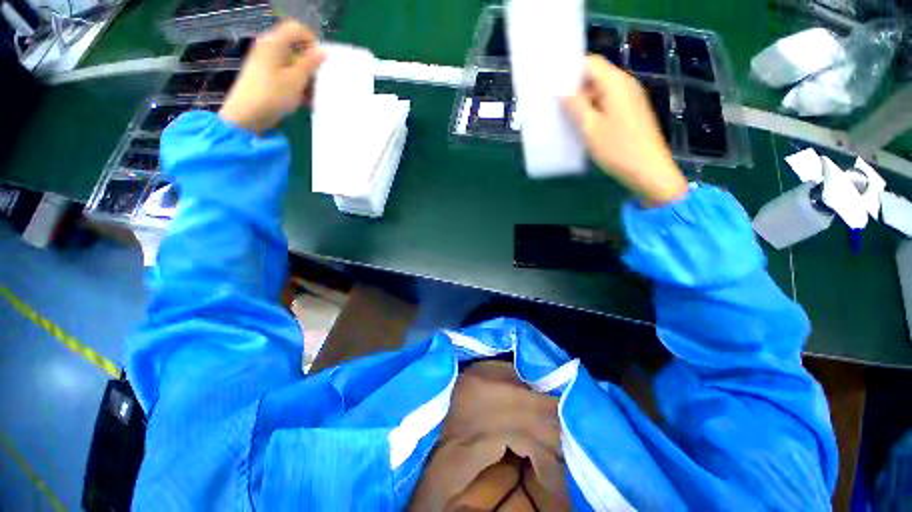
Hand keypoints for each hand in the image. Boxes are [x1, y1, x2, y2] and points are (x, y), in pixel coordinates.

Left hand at [219, 20, 325, 133]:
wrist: (246, 116)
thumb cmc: (272, 95)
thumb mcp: (296, 79)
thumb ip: (310, 64)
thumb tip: (322, 51)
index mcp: (274, 43)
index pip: (296, 29)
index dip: (311, 41)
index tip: (321, 61)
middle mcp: (269, 49)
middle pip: (296, 48)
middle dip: (311, 65)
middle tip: (320, 82)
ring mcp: (266, 64)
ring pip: (293, 65)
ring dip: (307, 79)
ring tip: (315, 97)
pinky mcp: (266, 78)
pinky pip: (287, 76)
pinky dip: (298, 86)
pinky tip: (306, 102)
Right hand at [565, 56, 687, 205]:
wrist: (648, 170)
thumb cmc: (618, 148)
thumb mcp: (590, 128)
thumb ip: (575, 107)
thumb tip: (562, 92)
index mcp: (616, 83)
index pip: (591, 63)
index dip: (571, 71)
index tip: (553, 86)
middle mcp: (626, 85)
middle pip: (596, 76)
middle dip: (575, 88)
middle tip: (555, 104)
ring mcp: (630, 99)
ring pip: (601, 92)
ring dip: (583, 102)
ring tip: (564, 116)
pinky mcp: (631, 113)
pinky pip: (608, 103)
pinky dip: (593, 110)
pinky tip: (581, 125)